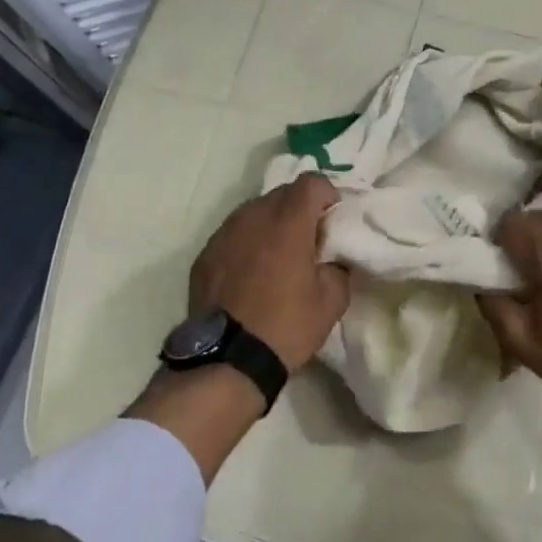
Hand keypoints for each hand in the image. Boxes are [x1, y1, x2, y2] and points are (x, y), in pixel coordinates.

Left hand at [189, 174, 349, 370]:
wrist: (228, 359)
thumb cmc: (286, 326)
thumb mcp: (332, 301)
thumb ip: (337, 268)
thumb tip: (330, 260)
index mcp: (288, 222)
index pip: (312, 182)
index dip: (328, 194)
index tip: (333, 219)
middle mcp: (253, 217)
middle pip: (282, 194)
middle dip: (300, 208)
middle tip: (309, 239)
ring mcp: (223, 234)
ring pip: (254, 212)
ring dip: (271, 224)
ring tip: (278, 255)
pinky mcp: (204, 255)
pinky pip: (233, 235)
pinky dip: (247, 243)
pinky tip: (251, 272)